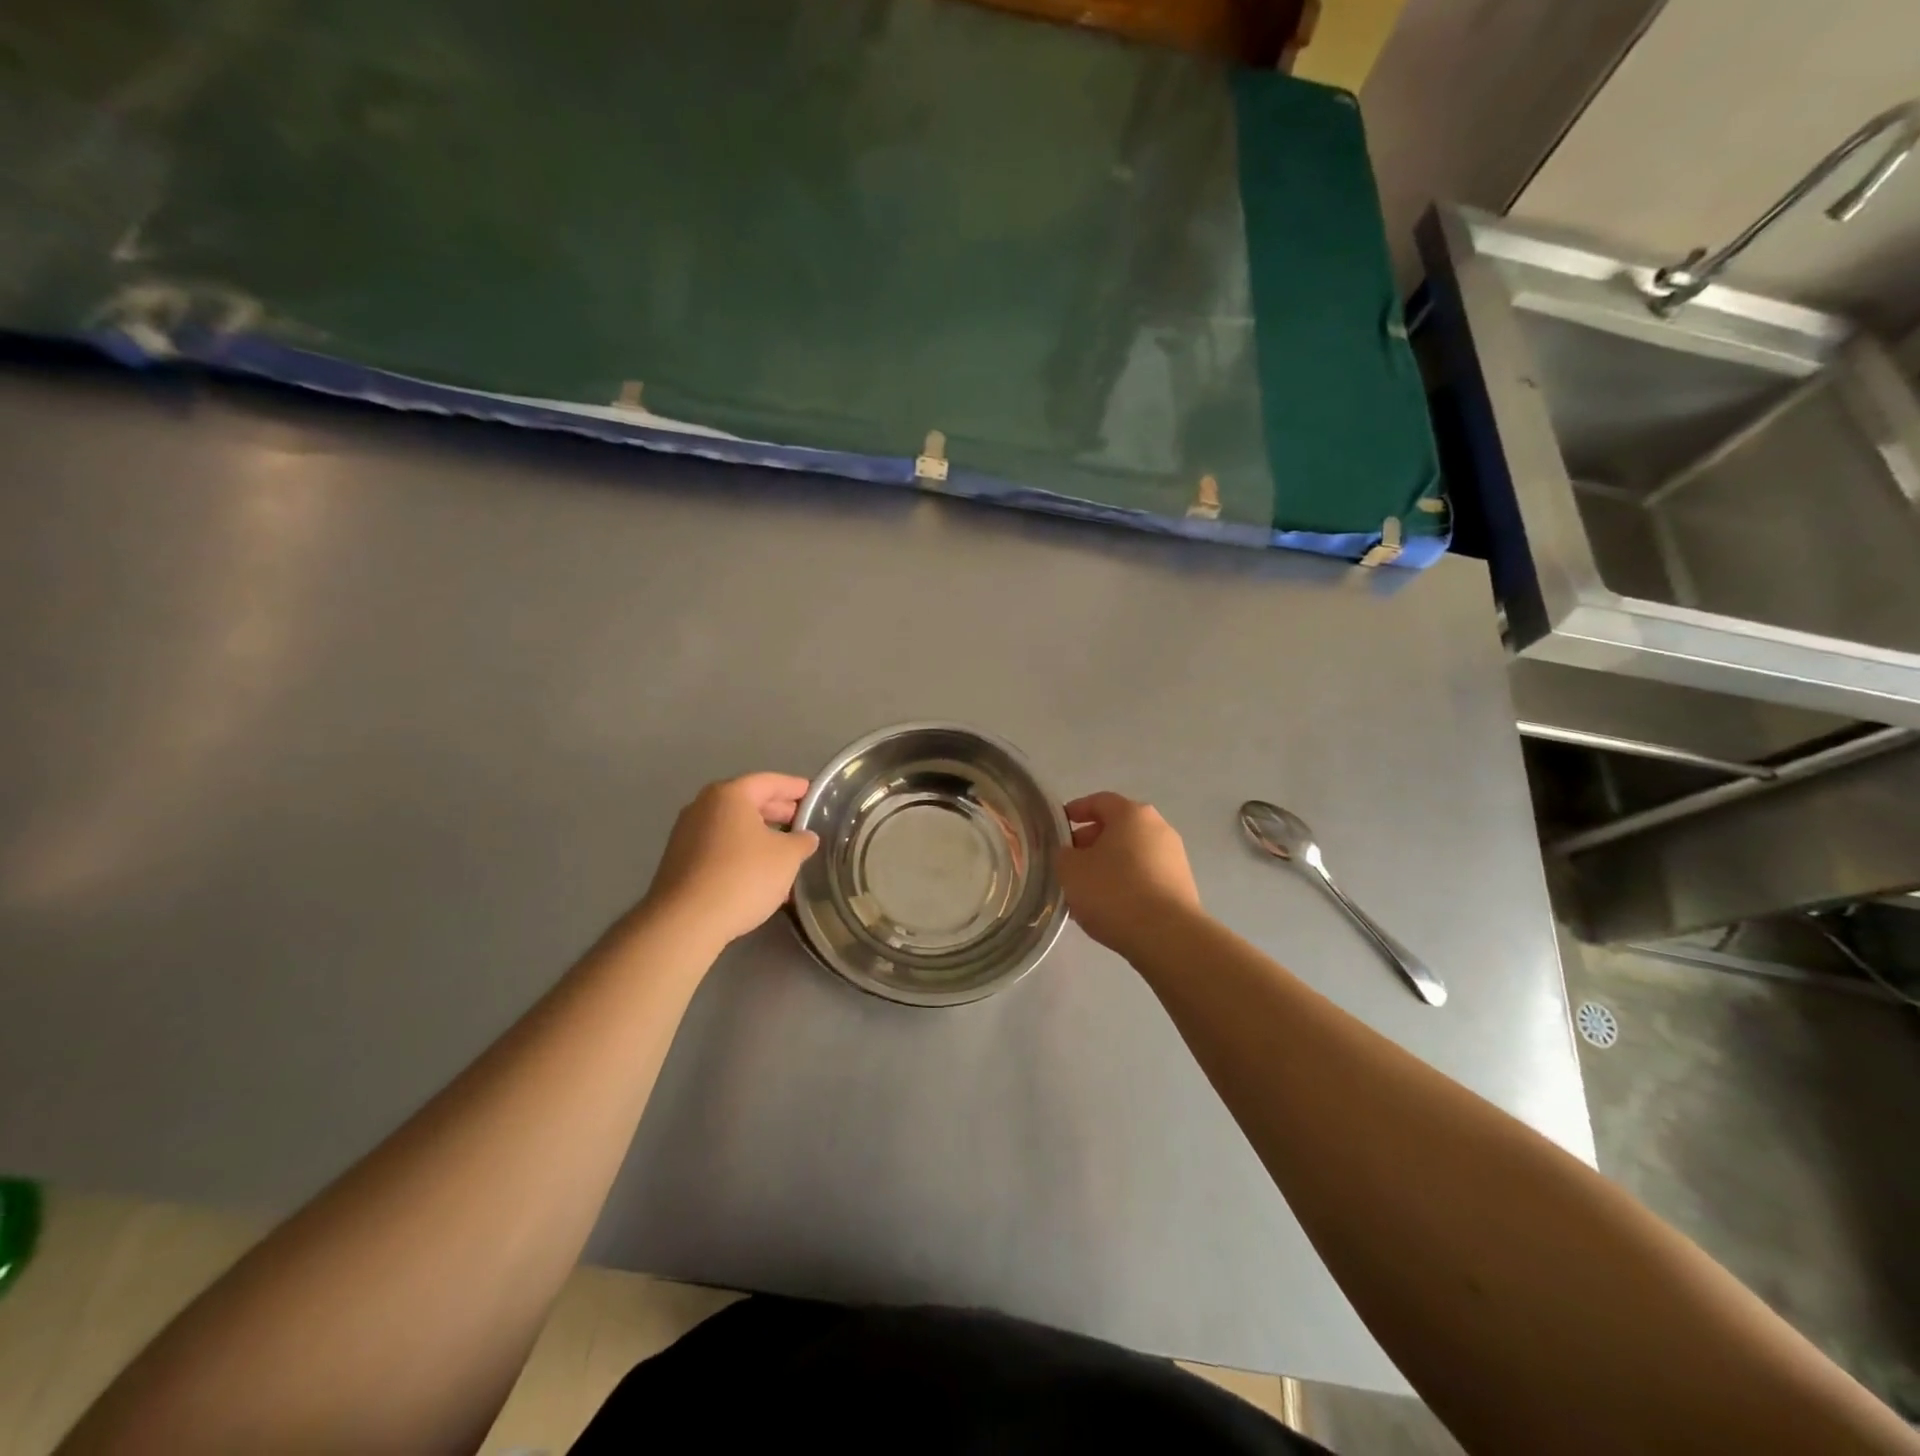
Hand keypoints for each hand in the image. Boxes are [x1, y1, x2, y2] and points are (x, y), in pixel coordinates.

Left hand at [644, 773, 819, 944]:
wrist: (686, 921)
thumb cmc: (743, 876)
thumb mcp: (787, 857)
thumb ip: (801, 841)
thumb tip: (805, 837)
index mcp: (729, 795)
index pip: (769, 782)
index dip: (794, 787)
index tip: (813, 793)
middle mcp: (703, 806)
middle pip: (748, 802)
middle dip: (778, 812)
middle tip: (803, 822)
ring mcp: (687, 834)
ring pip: (734, 827)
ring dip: (761, 837)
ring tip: (786, 853)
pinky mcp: (680, 862)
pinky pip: (720, 848)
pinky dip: (742, 853)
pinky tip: (760, 875)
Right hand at [1057, 792, 1201, 957]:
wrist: (1167, 936)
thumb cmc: (1113, 892)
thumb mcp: (1070, 870)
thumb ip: (1062, 854)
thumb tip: (1070, 854)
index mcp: (1132, 814)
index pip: (1098, 801)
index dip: (1075, 810)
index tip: (1058, 827)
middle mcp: (1158, 827)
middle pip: (1117, 827)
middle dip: (1090, 842)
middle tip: (1069, 863)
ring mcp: (1174, 857)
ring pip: (1131, 853)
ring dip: (1107, 865)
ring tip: (1086, 891)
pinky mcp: (1182, 885)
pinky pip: (1145, 875)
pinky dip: (1126, 882)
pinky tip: (1111, 906)